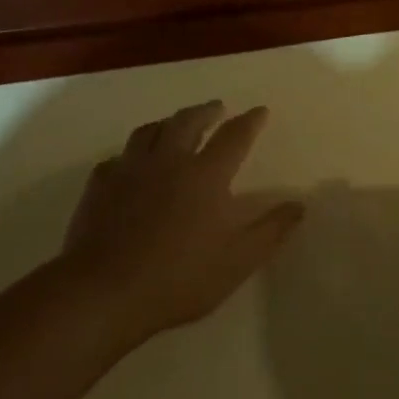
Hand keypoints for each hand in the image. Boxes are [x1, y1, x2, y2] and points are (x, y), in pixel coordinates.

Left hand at [61, 101, 303, 349]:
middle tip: (216, 107)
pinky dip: (133, 152)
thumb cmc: (180, 278)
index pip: (234, 137)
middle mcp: (168, 161)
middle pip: (187, 122)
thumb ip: (271, 231)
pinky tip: (132, 162)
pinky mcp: (100, 185)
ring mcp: (129, 170)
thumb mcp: (238, 261)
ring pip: (149, 131)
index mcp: (205, 176)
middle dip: (206, 111)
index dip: (250, 122)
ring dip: (168, 122)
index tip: (260, 111)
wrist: (105, 291)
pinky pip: (119, 156)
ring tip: (175, 124)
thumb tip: (298, 205)